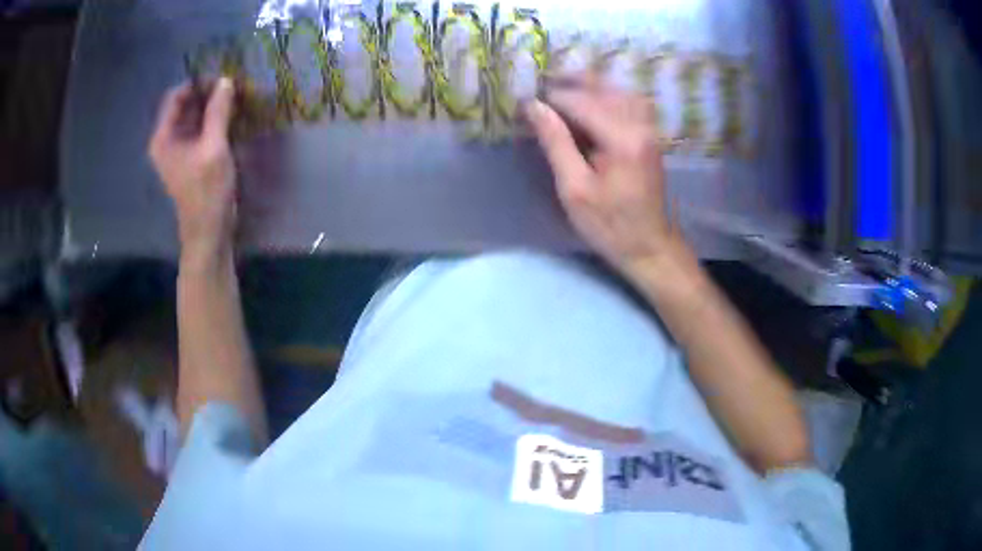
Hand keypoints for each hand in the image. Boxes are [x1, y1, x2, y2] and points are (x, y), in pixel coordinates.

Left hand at [149, 78, 236, 261]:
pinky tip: (232, 114)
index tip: (222, 79)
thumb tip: (226, 80)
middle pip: (185, 104)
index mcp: (163, 138)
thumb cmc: (207, 192)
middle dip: (207, 92)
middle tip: (233, 85)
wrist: (209, 231)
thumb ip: (218, 112)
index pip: (176, 96)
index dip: (197, 83)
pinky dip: (215, 118)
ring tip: (236, 96)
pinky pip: (201, 128)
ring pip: (194, 115)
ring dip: (213, 104)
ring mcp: (179, 149)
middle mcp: (167, 140)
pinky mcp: (191, 156)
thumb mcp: (214, 148)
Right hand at [525, 82, 690, 274]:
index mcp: (621, 139)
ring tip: (562, 87)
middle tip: (540, 83)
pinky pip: (630, 102)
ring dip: (590, 85)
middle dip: (570, 82)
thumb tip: (534, 107)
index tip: (524, 100)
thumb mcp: (575, 189)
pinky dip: (608, 95)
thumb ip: (556, 142)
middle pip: (603, 88)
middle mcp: (639, 125)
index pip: (580, 102)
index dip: (550, 98)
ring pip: (619, 91)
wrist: (651, 246)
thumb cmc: (609, 225)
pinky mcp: (650, 137)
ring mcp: (649, 129)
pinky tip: (591, 101)